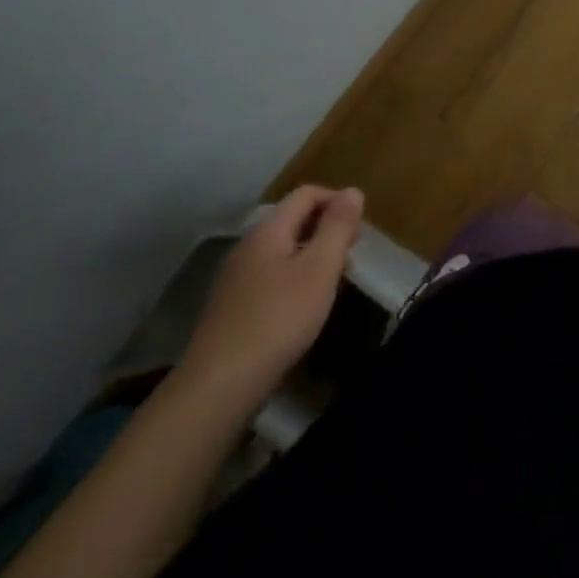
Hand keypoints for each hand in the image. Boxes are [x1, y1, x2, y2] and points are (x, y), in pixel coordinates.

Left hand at [179, 185, 364, 404]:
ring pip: (281, 250)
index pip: (305, 194)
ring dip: (311, 255)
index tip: (359, 226)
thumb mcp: (319, 269)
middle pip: (292, 220)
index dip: (336, 200)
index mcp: (267, 231)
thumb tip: (352, 190)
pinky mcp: (230, 308)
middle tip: (351, 254)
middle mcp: (247, 246)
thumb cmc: (278, 319)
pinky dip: (293, 278)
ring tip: (333, 281)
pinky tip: (302, 307)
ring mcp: (234, 278)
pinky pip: (269, 276)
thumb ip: (337, 227)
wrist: (219, 386)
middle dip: (326, 229)